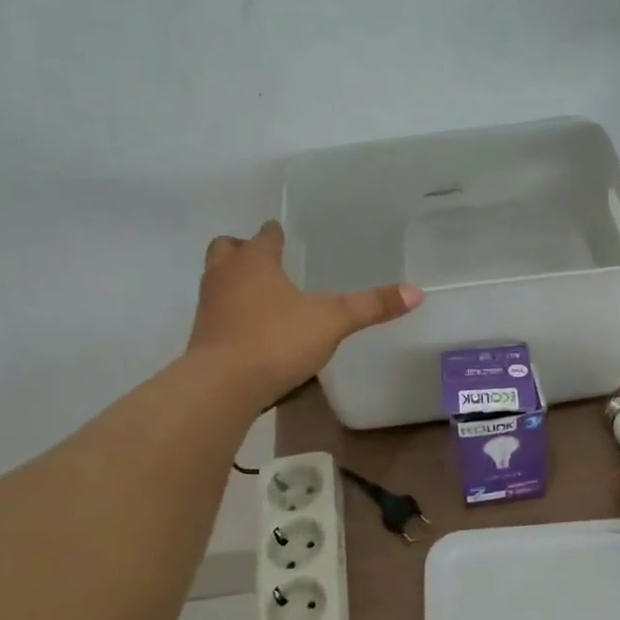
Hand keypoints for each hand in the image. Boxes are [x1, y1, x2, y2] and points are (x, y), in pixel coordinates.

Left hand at [187, 221, 421, 403]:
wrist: (222, 385)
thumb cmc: (277, 340)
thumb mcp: (332, 321)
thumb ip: (371, 306)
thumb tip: (416, 291)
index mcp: (255, 261)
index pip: (265, 235)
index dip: (275, 234)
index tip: (284, 236)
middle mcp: (225, 275)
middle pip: (227, 248)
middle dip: (244, 250)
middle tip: (268, 263)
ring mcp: (209, 306)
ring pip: (218, 279)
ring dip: (235, 281)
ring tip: (262, 296)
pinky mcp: (202, 337)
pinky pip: (217, 313)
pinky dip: (232, 313)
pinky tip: (253, 331)